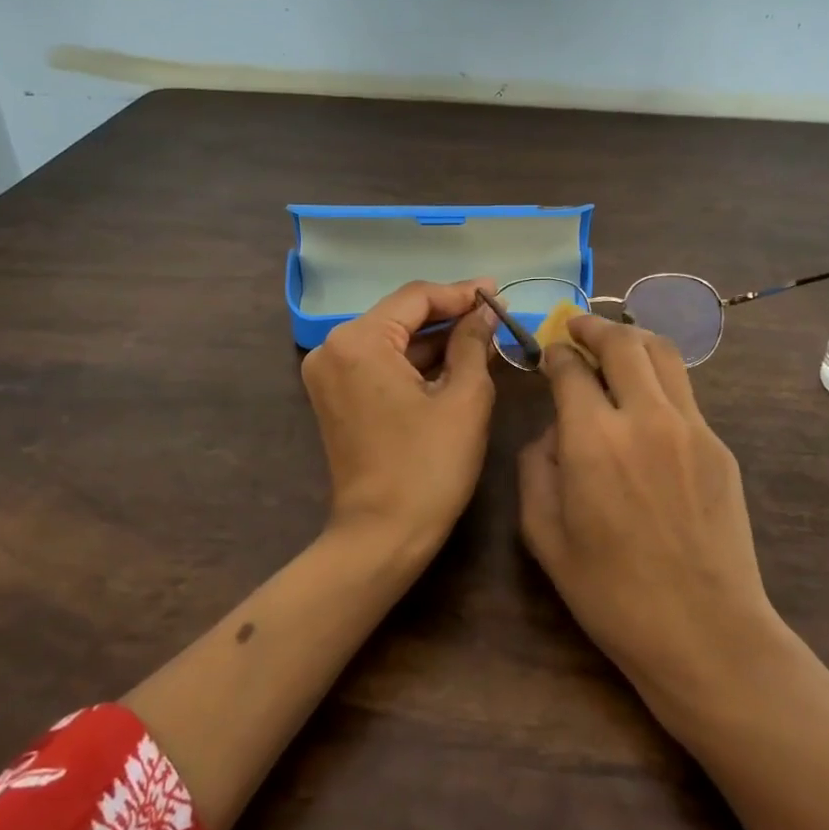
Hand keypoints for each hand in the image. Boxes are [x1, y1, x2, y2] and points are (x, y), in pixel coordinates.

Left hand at [302, 279, 498, 562]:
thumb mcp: (464, 398)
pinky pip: (381, 364)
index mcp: (358, 341)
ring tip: (484, 334)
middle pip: (400, 315)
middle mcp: (333, 348)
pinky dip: (416, 362)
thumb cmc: (428, 466)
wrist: (382, 536)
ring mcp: (330, 374)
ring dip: (435, 339)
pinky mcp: (337, 396)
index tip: (498, 293)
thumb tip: (485, 312)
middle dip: (449, 315)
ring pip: (392, 339)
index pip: (415, 298)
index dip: (460, 293)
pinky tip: (455, 359)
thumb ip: (473, 343)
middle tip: (495, 313)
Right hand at [519, 315, 783, 712]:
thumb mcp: (544, 534)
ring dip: (632, 340)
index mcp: (593, 439)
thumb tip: (554, 429)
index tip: (548, 352)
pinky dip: (658, 378)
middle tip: (577, 327)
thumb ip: (537, 466)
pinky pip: (684, 393)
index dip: (556, 353)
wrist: (704, 632)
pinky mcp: (718, 445)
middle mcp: (644, 417)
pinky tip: (645, 400)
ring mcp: (691, 427)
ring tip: (614, 345)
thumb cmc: (611, 592)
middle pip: (622, 343)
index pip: (571, 368)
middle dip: (593, 327)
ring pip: (662, 354)